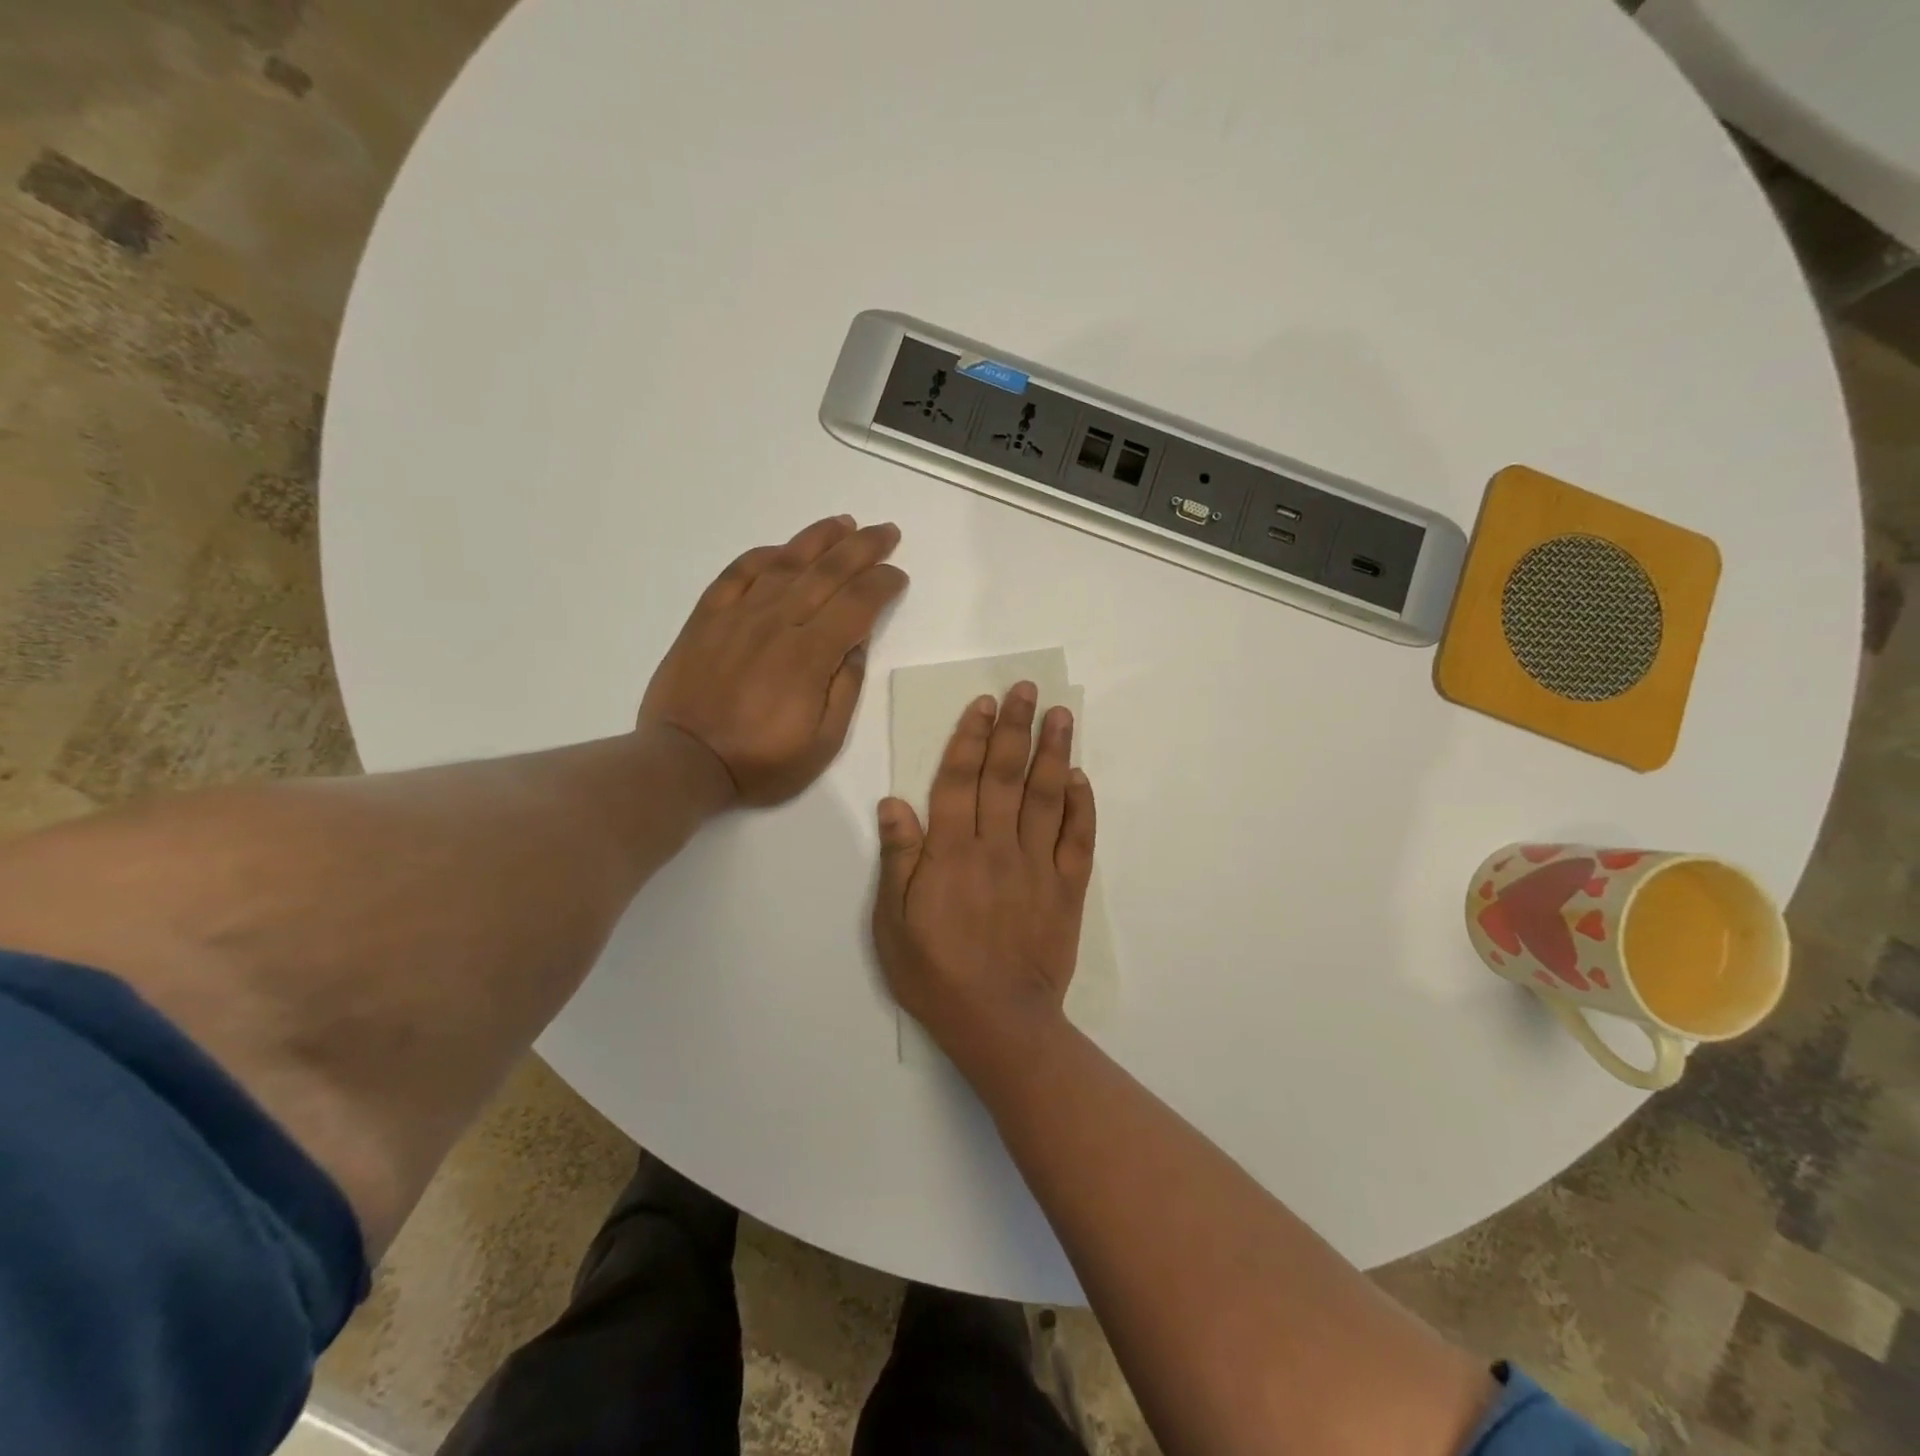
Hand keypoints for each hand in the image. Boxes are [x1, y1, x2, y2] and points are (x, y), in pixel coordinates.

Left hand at [641, 515, 907, 805]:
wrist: (684, 762)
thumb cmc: (760, 761)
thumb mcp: (822, 743)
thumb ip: (845, 689)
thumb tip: (856, 644)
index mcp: (810, 654)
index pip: (858, 604)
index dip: (883, 584)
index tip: (899, 575)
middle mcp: (777, 622)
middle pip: (828, 572)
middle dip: (863, 547)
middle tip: (887, 531)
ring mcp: (739, 614)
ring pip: (785, 562)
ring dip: (819, 538)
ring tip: (844, 523)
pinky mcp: (707, 617)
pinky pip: (738, 572)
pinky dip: (763, 555)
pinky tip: (782, 549)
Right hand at [872, 683, 1096, 1069]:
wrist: (998, 1021)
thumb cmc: (935, 973)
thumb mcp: (894, 922)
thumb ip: (898, 859)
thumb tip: (894, 801)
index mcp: (951, 852)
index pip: (960, 780)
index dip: (971, 737)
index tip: (984, 704)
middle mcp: (997, 847)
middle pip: (1007, 776)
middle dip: (1016, 728)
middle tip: (1027, 690)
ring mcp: (1037, 866)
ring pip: (1046, 796)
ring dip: (1054, 752)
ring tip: (1062, 714)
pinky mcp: (1067, 888)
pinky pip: (1078, 838)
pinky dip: (1081, 804)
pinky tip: (1080, 777)